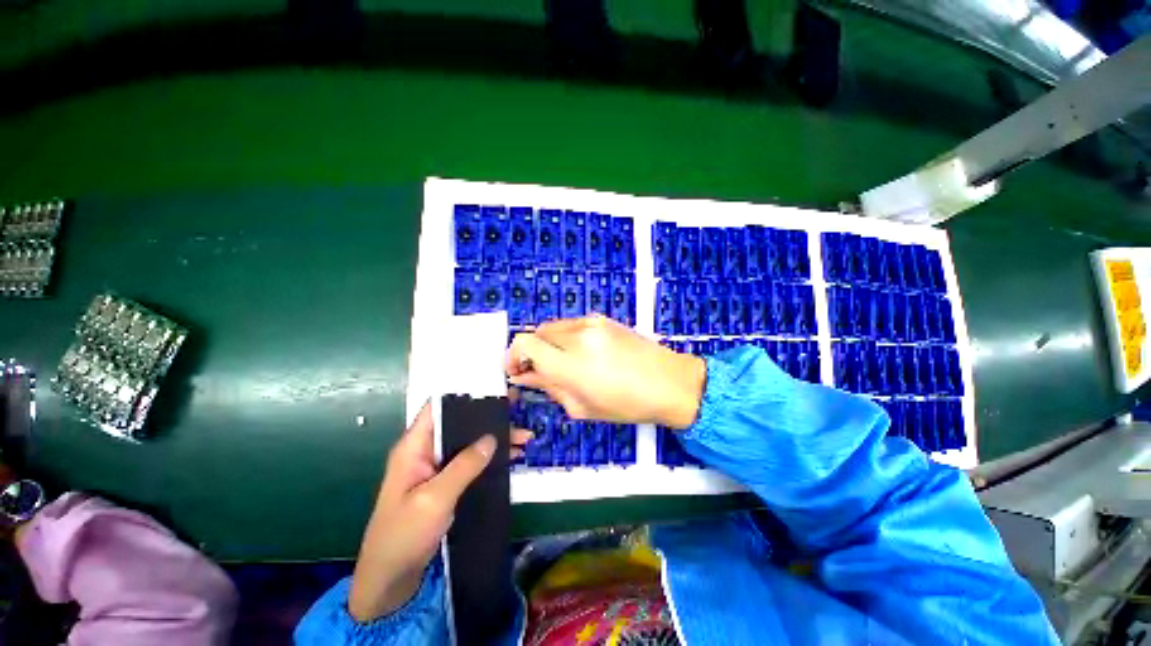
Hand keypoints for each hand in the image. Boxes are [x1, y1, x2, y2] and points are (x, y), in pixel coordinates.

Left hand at [348, 403, 531, 621]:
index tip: (494, 392)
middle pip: (460, 424)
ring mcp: (437, 468)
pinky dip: (491, 458)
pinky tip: (512, 457)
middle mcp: (426, 451)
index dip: (464, 397)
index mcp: (414, 447)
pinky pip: (472, 463)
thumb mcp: (434, 498)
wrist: (391, 580)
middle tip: (519, 413)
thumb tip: (491, 437)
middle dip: (489, 419)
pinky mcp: (447, 484)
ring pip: (469, 443)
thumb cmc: (404, 535)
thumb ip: (463, 466)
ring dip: (495, 440)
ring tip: (525, 438)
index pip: (437, 408)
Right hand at [506, 315, 705, 428]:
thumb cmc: (628, 404)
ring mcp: (591, 324)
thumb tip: (525, 377)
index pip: (525, 344)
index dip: (513, 356)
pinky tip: (581, 353)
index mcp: (572, 365)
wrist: (669, 381)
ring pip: (552, 326)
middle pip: (536, 333)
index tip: (517, 370)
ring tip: (563, 363)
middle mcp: (578, 337)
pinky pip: (571, 324)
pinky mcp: (602, 319)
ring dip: (549, 344)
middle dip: (532, 352)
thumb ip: (549, 388)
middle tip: (540, 371)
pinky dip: (566, 337)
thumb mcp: (582, 407)